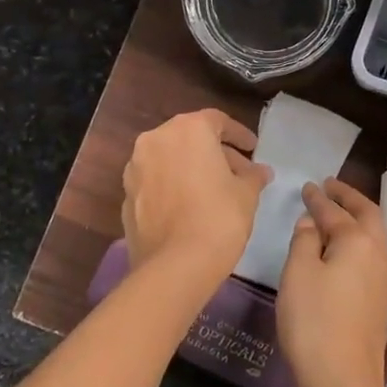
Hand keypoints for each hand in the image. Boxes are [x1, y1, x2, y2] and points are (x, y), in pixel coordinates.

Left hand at [121, 109, 270, 281]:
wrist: (175, 265)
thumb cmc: (219, 217)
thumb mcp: (247, 193)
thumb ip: (253, 175)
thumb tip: (260, 171)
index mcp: (188, 129)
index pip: (218, 121)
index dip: (239, 135)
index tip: (254, 150)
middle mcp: (156, 140)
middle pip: (191, 138)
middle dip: (216, 153)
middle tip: (239, 173)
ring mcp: (136, 168)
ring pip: (170, 159)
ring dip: (192, 169)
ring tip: (215, 191)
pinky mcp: (126, 195)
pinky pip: (156, 182)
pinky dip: (174, 186)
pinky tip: (191, 207)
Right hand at [277, 178, 386, 386]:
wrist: (343, 379)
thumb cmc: (314, 321)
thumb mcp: (298, 274)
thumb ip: (305, 241)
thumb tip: (312, 222)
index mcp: (359, 241)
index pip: (336, 211)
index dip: (319, 198)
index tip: (307, 186)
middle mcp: (379, 254)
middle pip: (368, 215)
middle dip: (349, 198)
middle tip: (330, 187)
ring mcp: (385, 279)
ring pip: (374, 236)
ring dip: (357, 219)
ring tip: (337, 213)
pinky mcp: (382, 300)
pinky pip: (372, 256)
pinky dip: (358, 241)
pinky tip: (343, 250)